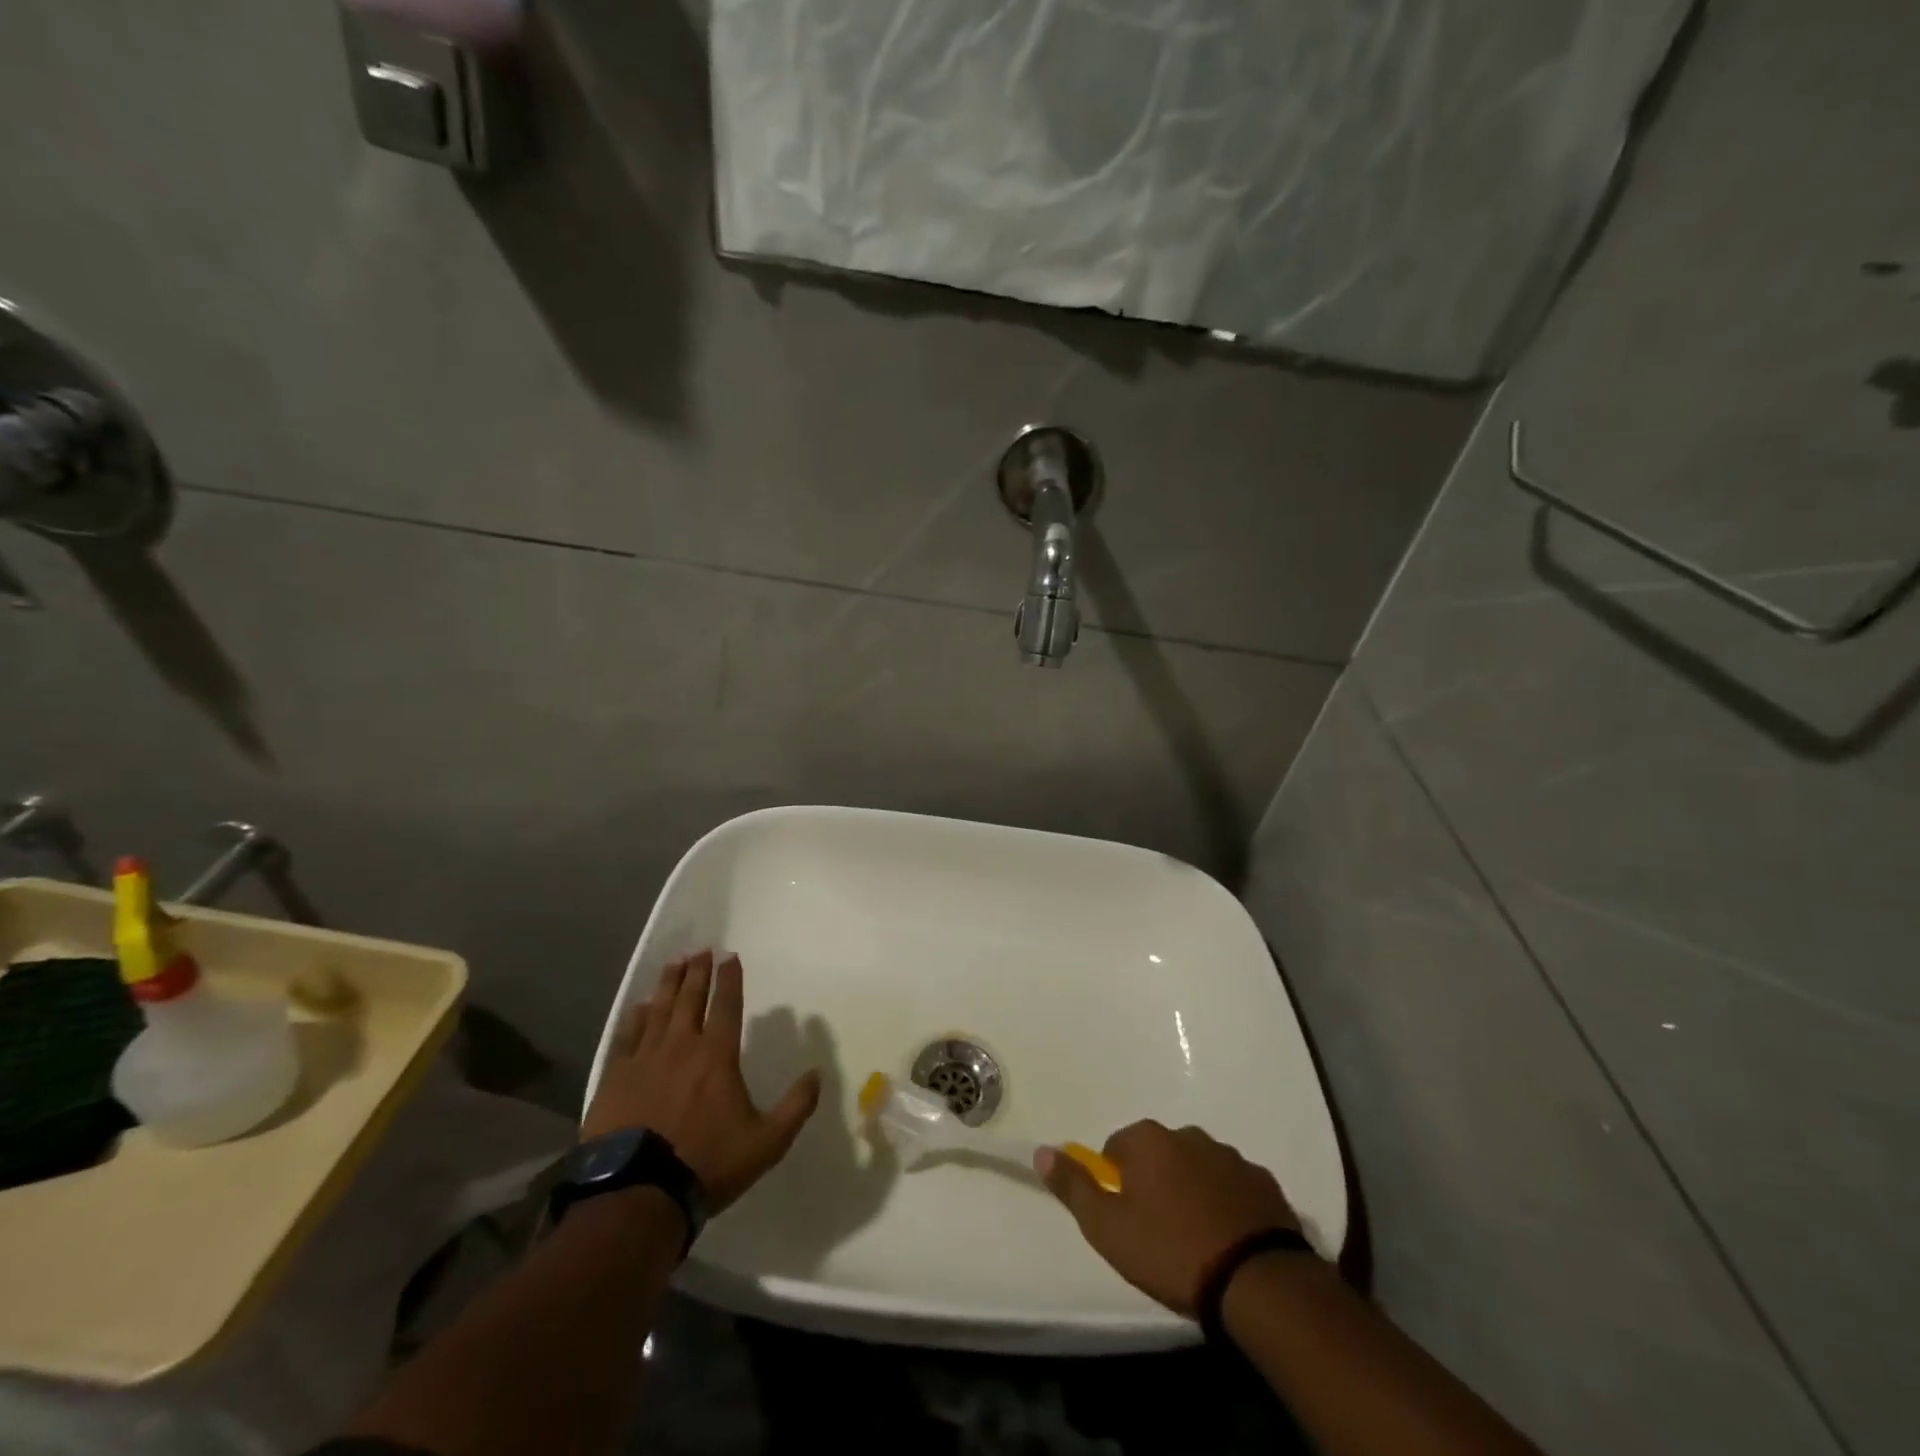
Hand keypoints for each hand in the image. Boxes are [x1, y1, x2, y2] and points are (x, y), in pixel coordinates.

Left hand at [583, 950, 820, 1212]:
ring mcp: (645, 1059)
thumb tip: (817, 1074)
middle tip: (701, 950)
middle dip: (698, 972)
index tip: (730, 956)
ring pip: (659, 1009)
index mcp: (718, 1055)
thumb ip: (796, 1106)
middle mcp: (682, 1046)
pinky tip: (640, 1006)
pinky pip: (627, 1036)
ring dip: (669, 984)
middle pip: (691, 998)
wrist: (638, 1194)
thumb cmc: (707, 1163)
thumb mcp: (767, 1142)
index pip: (727, 1005)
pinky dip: (636, 1017)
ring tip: (675, 962)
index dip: (730, 979)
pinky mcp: (616, 1078)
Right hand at [1036, 1121, 1300, 1315]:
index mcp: (1148, 1140)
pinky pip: (1233, 1187)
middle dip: (1154, 1183)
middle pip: (1158, 1154)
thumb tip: (1042, 1151)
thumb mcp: (1107, 1228)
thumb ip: (1073, 1187)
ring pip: (1197, 1168)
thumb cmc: (1170, 1251)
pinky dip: (1226, 1204)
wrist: (1256, 1281)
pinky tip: (1228, 1240)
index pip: (1116, 1147)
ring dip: (1191, 1191)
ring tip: (1195, 1240)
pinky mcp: (1263, 1182)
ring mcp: (1230, 1156)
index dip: (1115, 1183)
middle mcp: (1188, 1135)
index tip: (1124, 1219)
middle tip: (1157, 1232)